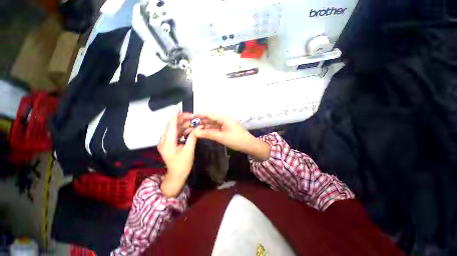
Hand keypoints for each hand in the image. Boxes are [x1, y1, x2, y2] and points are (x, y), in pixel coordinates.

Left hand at [158, 113, 200, 197]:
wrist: (176, 175)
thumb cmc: (183, 165)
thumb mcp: (189, 151)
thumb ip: (193, 138)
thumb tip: (198, 127)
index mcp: (167, 143)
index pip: (171, 126)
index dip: (175, 116)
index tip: (179, 108)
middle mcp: (164, 140)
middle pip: (171, 125)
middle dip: (181, 119)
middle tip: (192, 116)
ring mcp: (166, 142)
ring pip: (174, 129)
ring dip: (183, 124)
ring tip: (193, 121)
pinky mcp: (169, 143)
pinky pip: (175, 133)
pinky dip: (182, 130)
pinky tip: (190, 128)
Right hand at [193, 113, 270, 160]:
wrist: (249, 145)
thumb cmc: (236, 140)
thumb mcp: (221, 137)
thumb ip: (208, 134)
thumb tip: (196, 133)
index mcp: (224, 117)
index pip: (210, 114)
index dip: (201, 115)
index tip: (192, 116)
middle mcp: (225, 118)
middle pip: (212, 118)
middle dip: (203, 120)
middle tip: (193, 124)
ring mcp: (227, 123)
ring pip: (214, 122)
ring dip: (207, 125)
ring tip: (197, 127)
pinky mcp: (228, 128)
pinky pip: (218, 127)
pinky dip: (212, 128)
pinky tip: (206, 131)